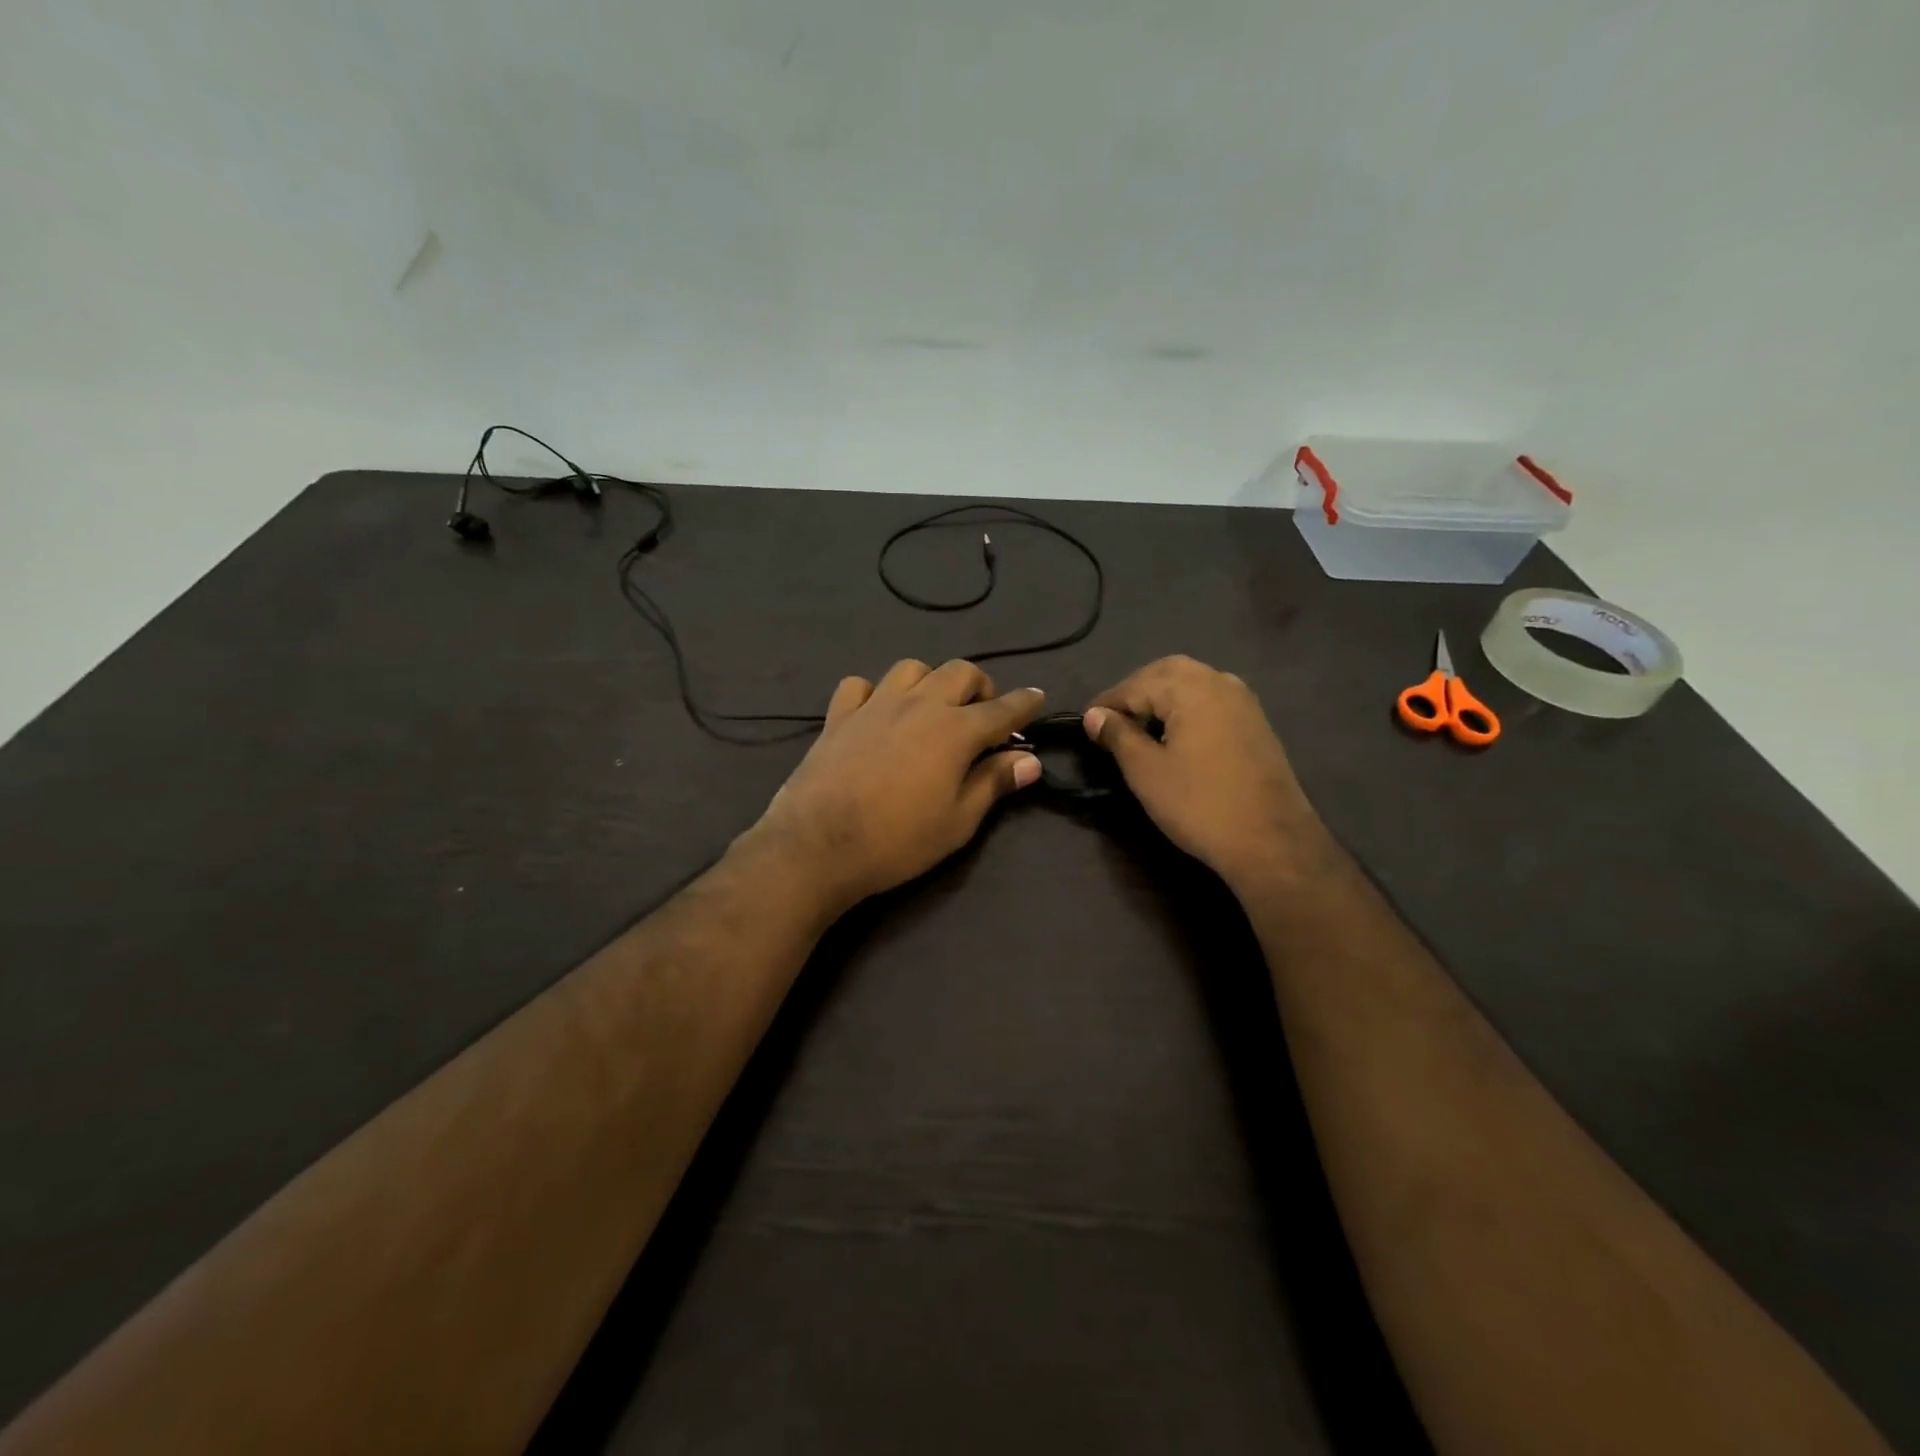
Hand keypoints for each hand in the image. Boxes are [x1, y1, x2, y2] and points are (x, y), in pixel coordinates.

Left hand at [749, 660, 1046, 913]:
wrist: (818, 845)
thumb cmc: (898, 840)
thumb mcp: (958, 821)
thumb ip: (994, 783)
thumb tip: (1030, 761)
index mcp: (955, 730)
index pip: (1003, 708)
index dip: (1025, 703)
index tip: (1038, 697)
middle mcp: (919, 704)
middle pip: (960, 672)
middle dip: (980, 686)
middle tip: (982, 714)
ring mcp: (875, 705)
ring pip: (912, 668)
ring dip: (931, 682)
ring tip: (932, 709)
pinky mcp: (839, 716)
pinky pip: (861, 685)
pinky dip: (876, 693)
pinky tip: (878, 713)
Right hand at [1083, 656, 1325, 885]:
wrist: (1272, 841)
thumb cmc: (1199, 804)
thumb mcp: (1146, 771)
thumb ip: (1118, 735)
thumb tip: (1094, 715)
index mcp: (1190, 688)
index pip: (1135, 685)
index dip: (1106, 704)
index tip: (1084, 722)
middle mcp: (1219, 681)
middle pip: (1166, 672)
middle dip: (1136, 691)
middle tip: (1112, 720)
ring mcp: (1243, 700)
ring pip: (1192, 682)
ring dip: (1162, 696)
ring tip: (1140, 726)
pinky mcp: (1256, 722)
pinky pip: (1211, 699)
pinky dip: (1186, 706)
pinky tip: (1176, 734)